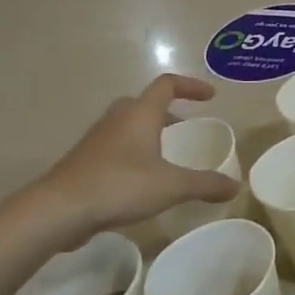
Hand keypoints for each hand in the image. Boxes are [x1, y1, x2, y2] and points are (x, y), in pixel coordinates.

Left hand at [34, 75, 241, 240]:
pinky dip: (131, 153)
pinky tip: (139, 179)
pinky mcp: (83, 162)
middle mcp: (117, 120)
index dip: (190, 86)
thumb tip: (236, 187)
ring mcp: (96, 140)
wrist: (58, 210)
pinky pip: (113, 147)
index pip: (167, 85)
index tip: (210, 97)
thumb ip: (206, 184)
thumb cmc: (120, 185)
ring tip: (164, 154)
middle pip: (142, 103)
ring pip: (126, 125)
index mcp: (140, 114)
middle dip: (165, 111)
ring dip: (147, 132)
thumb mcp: (172, 186)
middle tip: (183, 126)